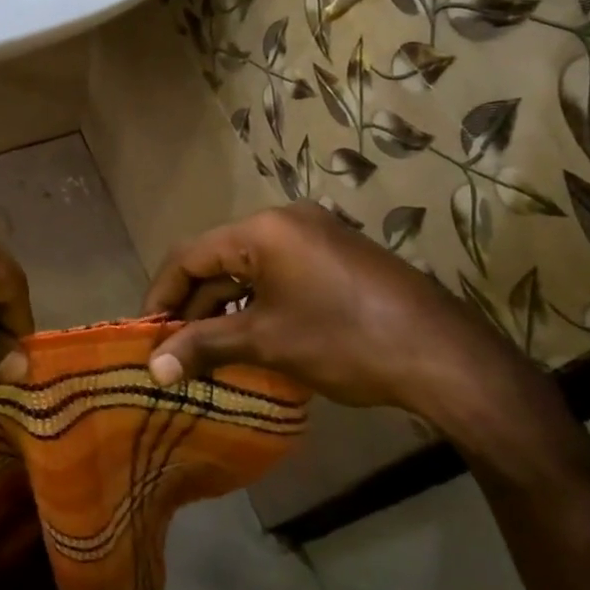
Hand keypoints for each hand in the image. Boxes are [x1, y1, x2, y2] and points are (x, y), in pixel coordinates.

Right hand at [142, 202, 535, 431]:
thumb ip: (203, 346)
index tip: (145, 334)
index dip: (161, 295)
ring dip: (223, 307)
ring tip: (206, 350)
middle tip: (174, 348)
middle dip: (192, 305)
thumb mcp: (266, 342)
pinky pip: (278, 273)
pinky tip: (249, 337)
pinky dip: (255, 303)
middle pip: (218, 260)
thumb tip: (152, 368)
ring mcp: (315, 236)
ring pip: (248, 268)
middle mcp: (285, 221)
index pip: (190, 255)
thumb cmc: (344, 341)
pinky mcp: (336, 256)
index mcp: (262, 229)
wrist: (444, 357)